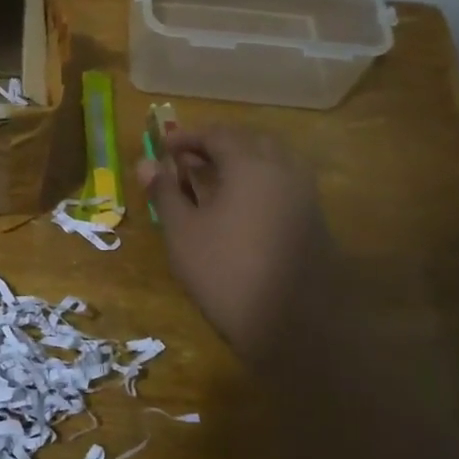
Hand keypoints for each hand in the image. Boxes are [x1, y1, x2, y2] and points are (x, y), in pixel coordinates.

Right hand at [135, 127, 334, 358]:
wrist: (292, 324)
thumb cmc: (225, 271)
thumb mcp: (182, 231)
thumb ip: (165, 192)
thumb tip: (145, 163)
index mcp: (250, 165)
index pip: (218, 134)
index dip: (188, 137)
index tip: (163, 146)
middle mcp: (283, 169)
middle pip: (249, 140)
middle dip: (216, 144)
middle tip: (186, 160)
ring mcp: (304, 194)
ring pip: (271, 160)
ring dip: (239, 161)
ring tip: (210, 180)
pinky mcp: (313, 219)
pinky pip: (283, 182)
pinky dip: (257, 180)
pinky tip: (237, 206)